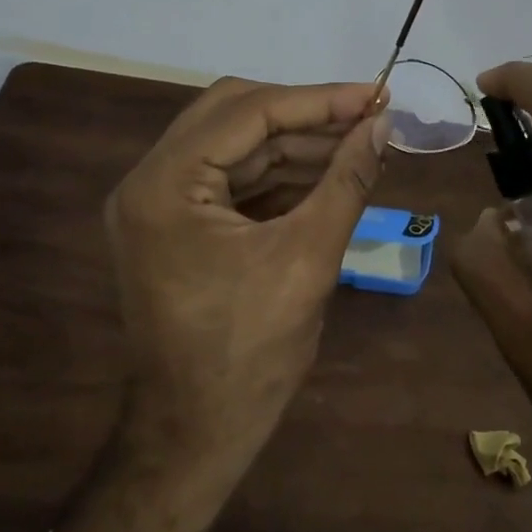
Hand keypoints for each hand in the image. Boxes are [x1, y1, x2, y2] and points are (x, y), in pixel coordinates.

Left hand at [104, 77, 388, 485]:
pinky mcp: (175, 222)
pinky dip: (280, 171)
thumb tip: (383, 124)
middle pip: (234, 114)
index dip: (318, 100)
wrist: (196, 437)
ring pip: (235, 143)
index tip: (375, 94)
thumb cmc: (249, 355)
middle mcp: (149, 180)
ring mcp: (158, 202)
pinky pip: (232, 176)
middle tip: (365, 115)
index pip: (248, 112)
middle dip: (305, 114)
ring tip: (359, 142)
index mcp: (164, 186)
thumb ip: (347, 180)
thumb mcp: (309, 259)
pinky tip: (329, 171)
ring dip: (297, 141)